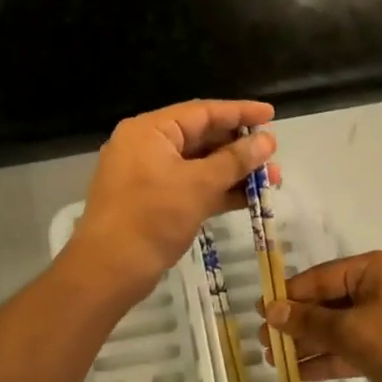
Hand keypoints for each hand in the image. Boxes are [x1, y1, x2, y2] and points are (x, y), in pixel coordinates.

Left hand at [62, 99, 277, 305]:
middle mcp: (147, 145)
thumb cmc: (151, 218)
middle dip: (239, 147)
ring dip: (233, 171)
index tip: (272, 115)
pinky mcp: (153, 201)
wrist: (108, 270)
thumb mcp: (198, 185)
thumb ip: (235, 160)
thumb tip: (267, 141)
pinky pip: (191, 185)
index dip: (239, 112)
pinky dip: (217, 190)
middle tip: (273, 157)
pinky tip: (249, 199)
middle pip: (201, 136)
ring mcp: (148, 174)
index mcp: (150, 130)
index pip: (202, 111)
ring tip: (271, 180)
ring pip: (199, 164)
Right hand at [264, 249, 381, 381]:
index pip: (320, 278)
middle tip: (265, 345)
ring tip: (278, 362)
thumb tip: (272, 311)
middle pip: (330, 302)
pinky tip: (304, 373)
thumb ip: (310, 322)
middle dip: (298, 324)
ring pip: (343, 327)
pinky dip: (334, 357)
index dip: (289, 297)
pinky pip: (358, 345)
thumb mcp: (353, 333)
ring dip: (312, 343)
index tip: (260, 314)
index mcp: (375, 268)